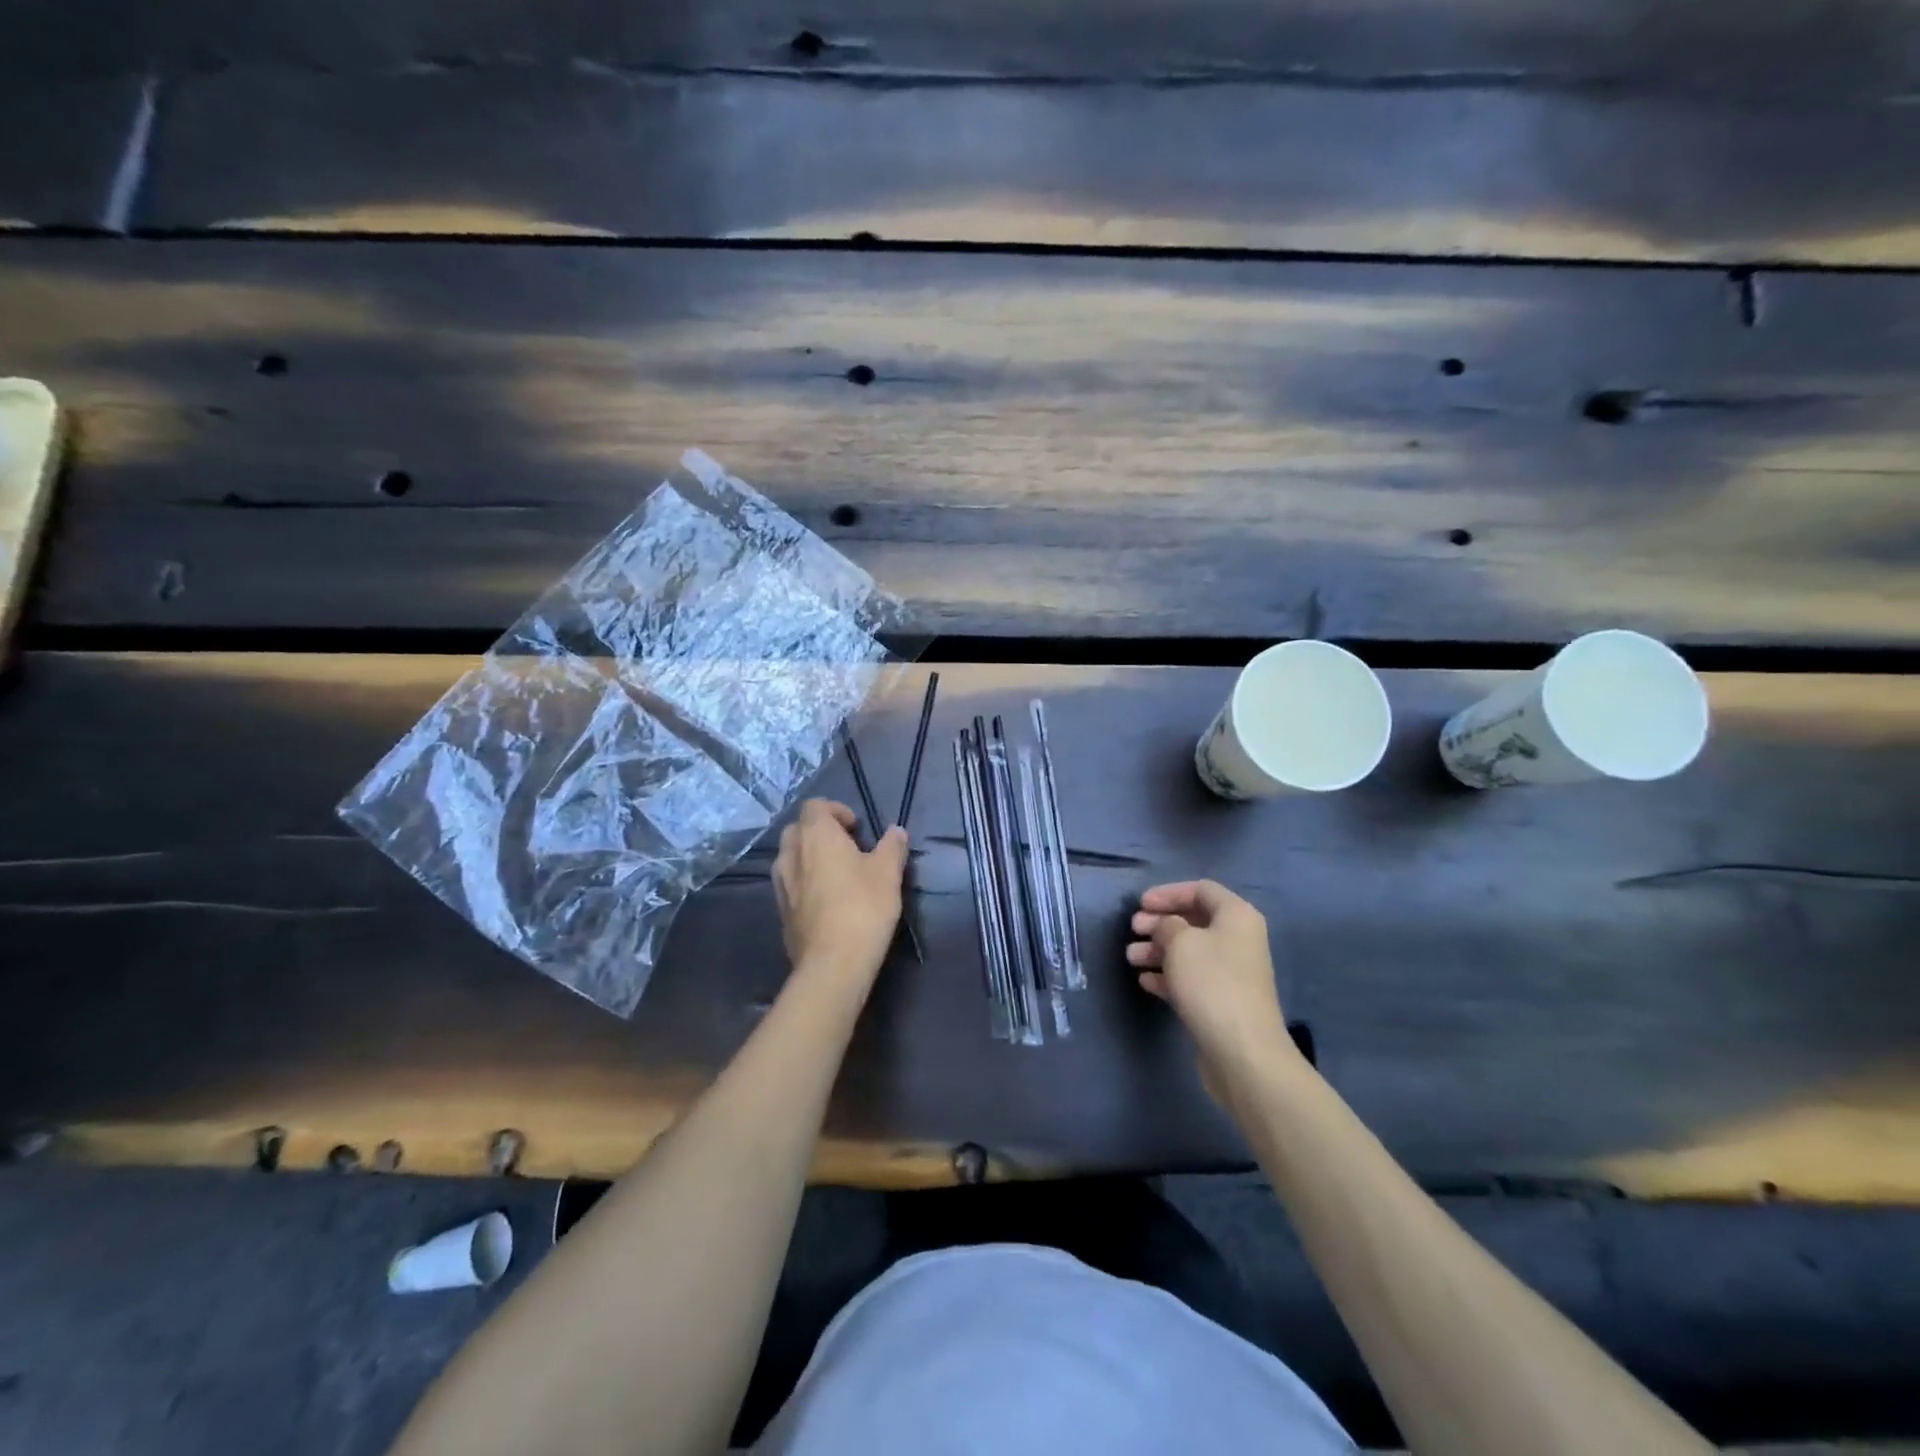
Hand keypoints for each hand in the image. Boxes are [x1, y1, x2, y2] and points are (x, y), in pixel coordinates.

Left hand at [773, 799, 908, 989]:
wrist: (833, 964)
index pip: (815, 806)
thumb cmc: (863, 908)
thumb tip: (896, 831)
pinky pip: (790, 884)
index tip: (857, 829)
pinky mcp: (781, 911)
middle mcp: (791, 854)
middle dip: (820, 832)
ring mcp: (781, 884)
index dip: (836, 810)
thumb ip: (892, 846)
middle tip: (847, 848)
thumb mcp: (888, 873)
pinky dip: (804, 882)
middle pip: (798, 829)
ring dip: (810, 857)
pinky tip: (827, 901)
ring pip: (790, 857)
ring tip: (836, 874)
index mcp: (815, 835)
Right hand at [1128, 880, 1295, 1093]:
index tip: (1140, 904)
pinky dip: (1168, 975)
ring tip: (1131, 958)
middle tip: (1133, 929)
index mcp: (1236, 916)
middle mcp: (1238, 939)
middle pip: (1194, 920)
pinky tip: (1144, 981)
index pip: (1201, 890)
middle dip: (1159, 923)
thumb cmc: (1211, 983)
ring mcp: (1232, 972)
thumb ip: (1167, 924)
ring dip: (1158, 950)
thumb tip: (1167, 927)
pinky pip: (1192, 978)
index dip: (1168, 893)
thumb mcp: (1180, 942)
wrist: (1242, 1050)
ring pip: (1190, 951)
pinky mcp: (1222, 1000)